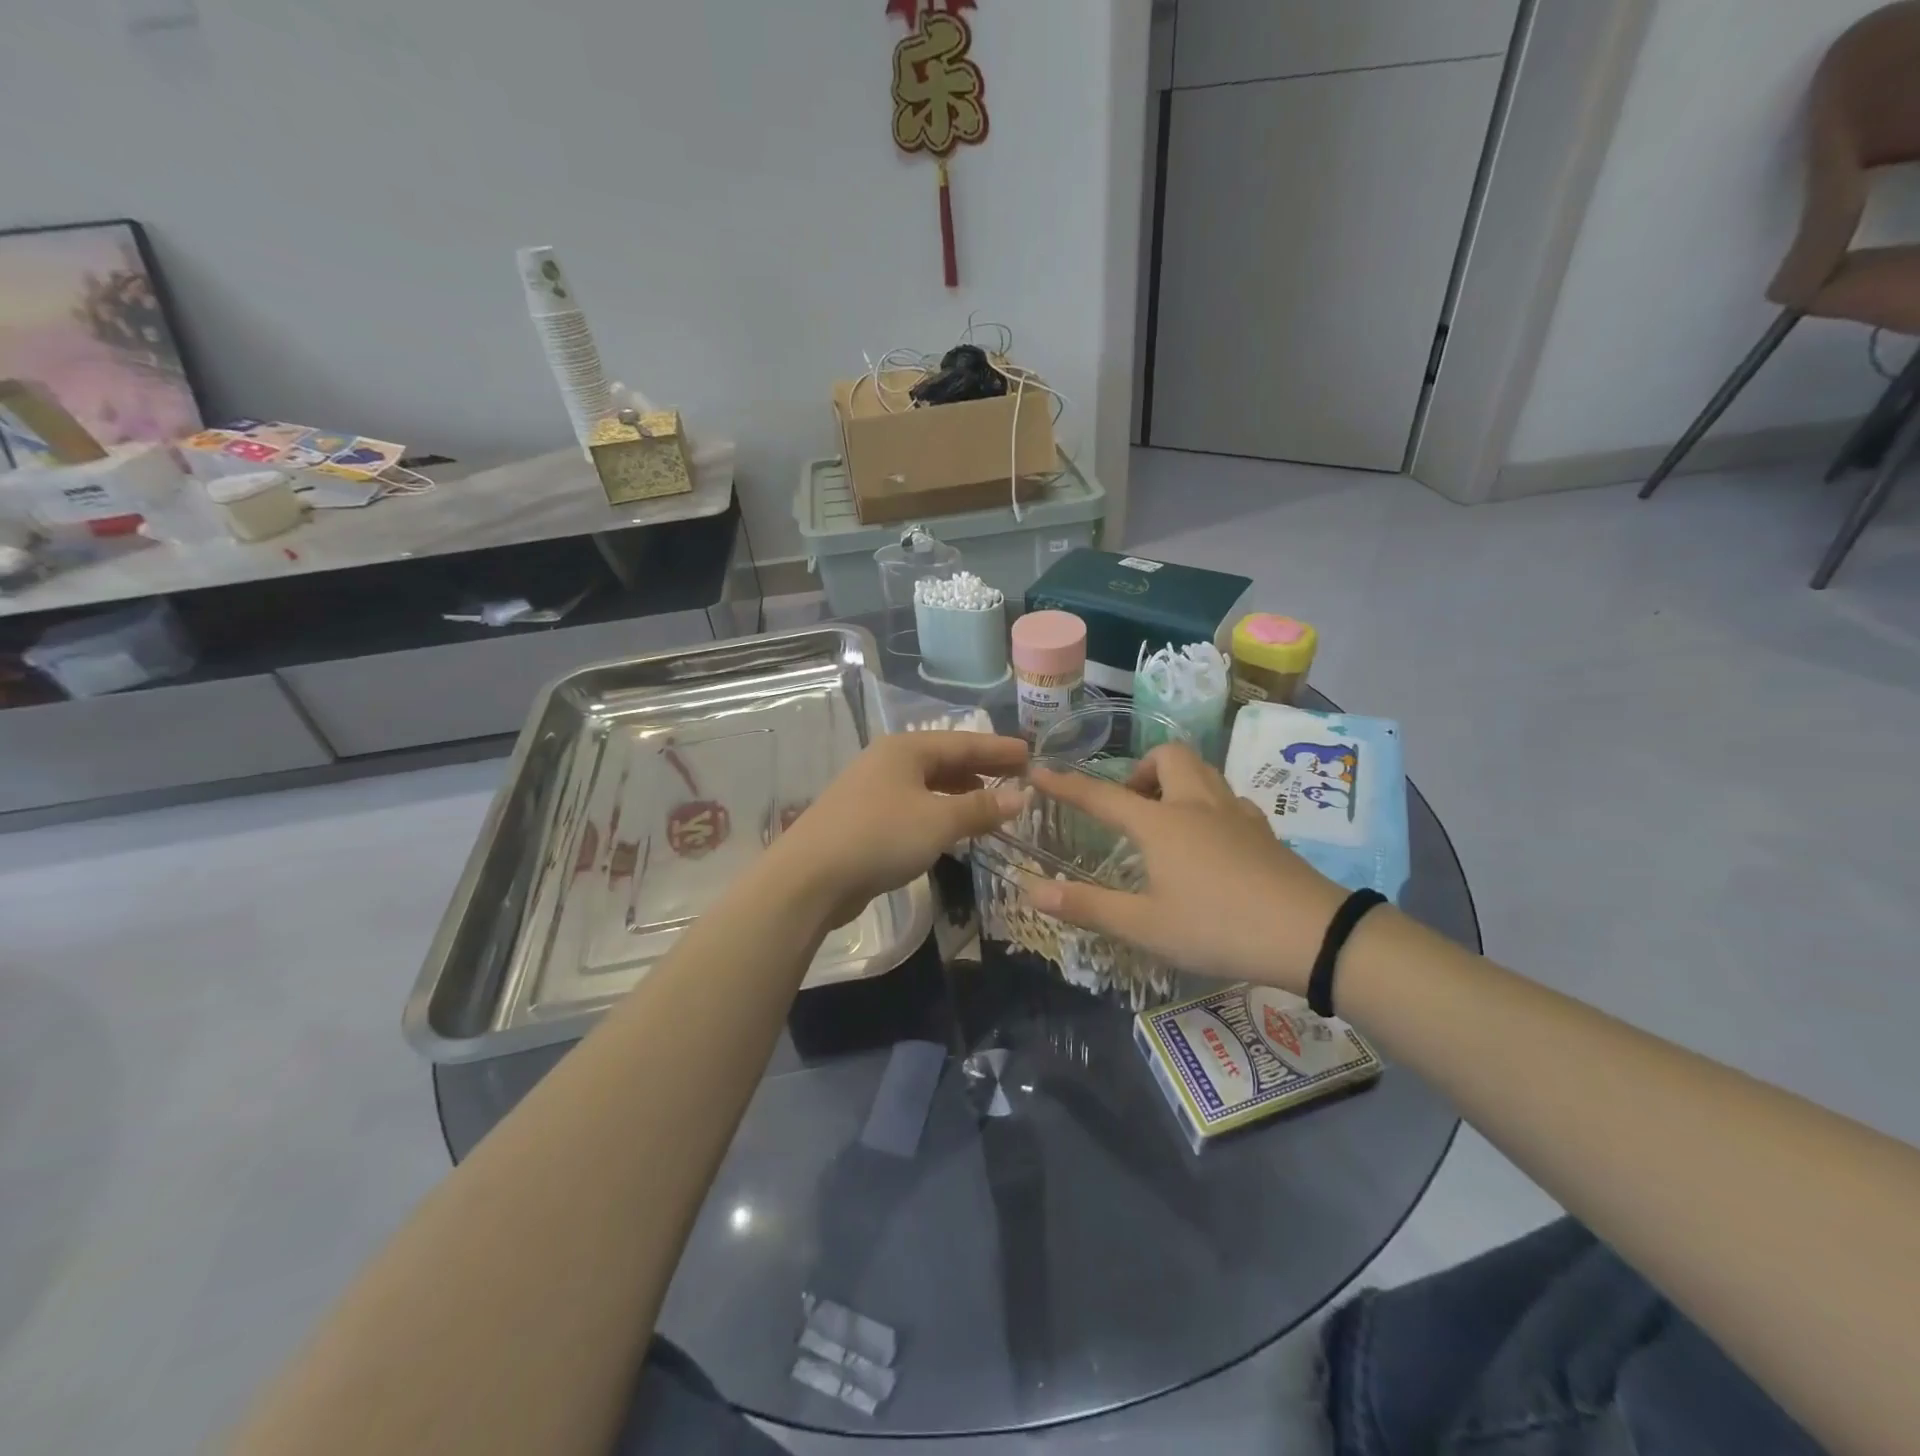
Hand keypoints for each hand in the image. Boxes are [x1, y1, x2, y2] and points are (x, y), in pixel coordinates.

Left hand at [768, 731, 1029, 926]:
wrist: (810, 877)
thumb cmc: (880, 837)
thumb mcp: (939, 821)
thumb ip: (981, 807)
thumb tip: (1020, 797)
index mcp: (906, 749)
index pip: (963, 742)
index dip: (998, 749)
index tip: (1030, 754)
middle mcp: (888, 761)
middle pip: (944, 759)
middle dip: (981, 768)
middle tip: (1017, 776)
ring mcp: (872, 790)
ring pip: (928, 784)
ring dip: (961, 791)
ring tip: (991, 801)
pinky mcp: (864, 819)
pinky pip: (914, 805)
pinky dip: (939, 810)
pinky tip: (952, 826)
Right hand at [1026, 744, 1347, 993]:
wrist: (1311, 935)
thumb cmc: (1218, 928)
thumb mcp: (1146, 926)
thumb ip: (1088, 907)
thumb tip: (1033, 890)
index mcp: (1161, 824)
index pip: (1102, 795)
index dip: (1066, 784)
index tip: (1039, 771)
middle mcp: (1196, 805)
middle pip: (1167, 757)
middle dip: (1140, 769)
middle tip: (1130, 805)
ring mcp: (1236, 814)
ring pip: (1202, 771)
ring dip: (1175, 780)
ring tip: (1164, 818)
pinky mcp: (1264, 831)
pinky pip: (1228, 798)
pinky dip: (1208, 804)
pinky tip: (1210, 838)